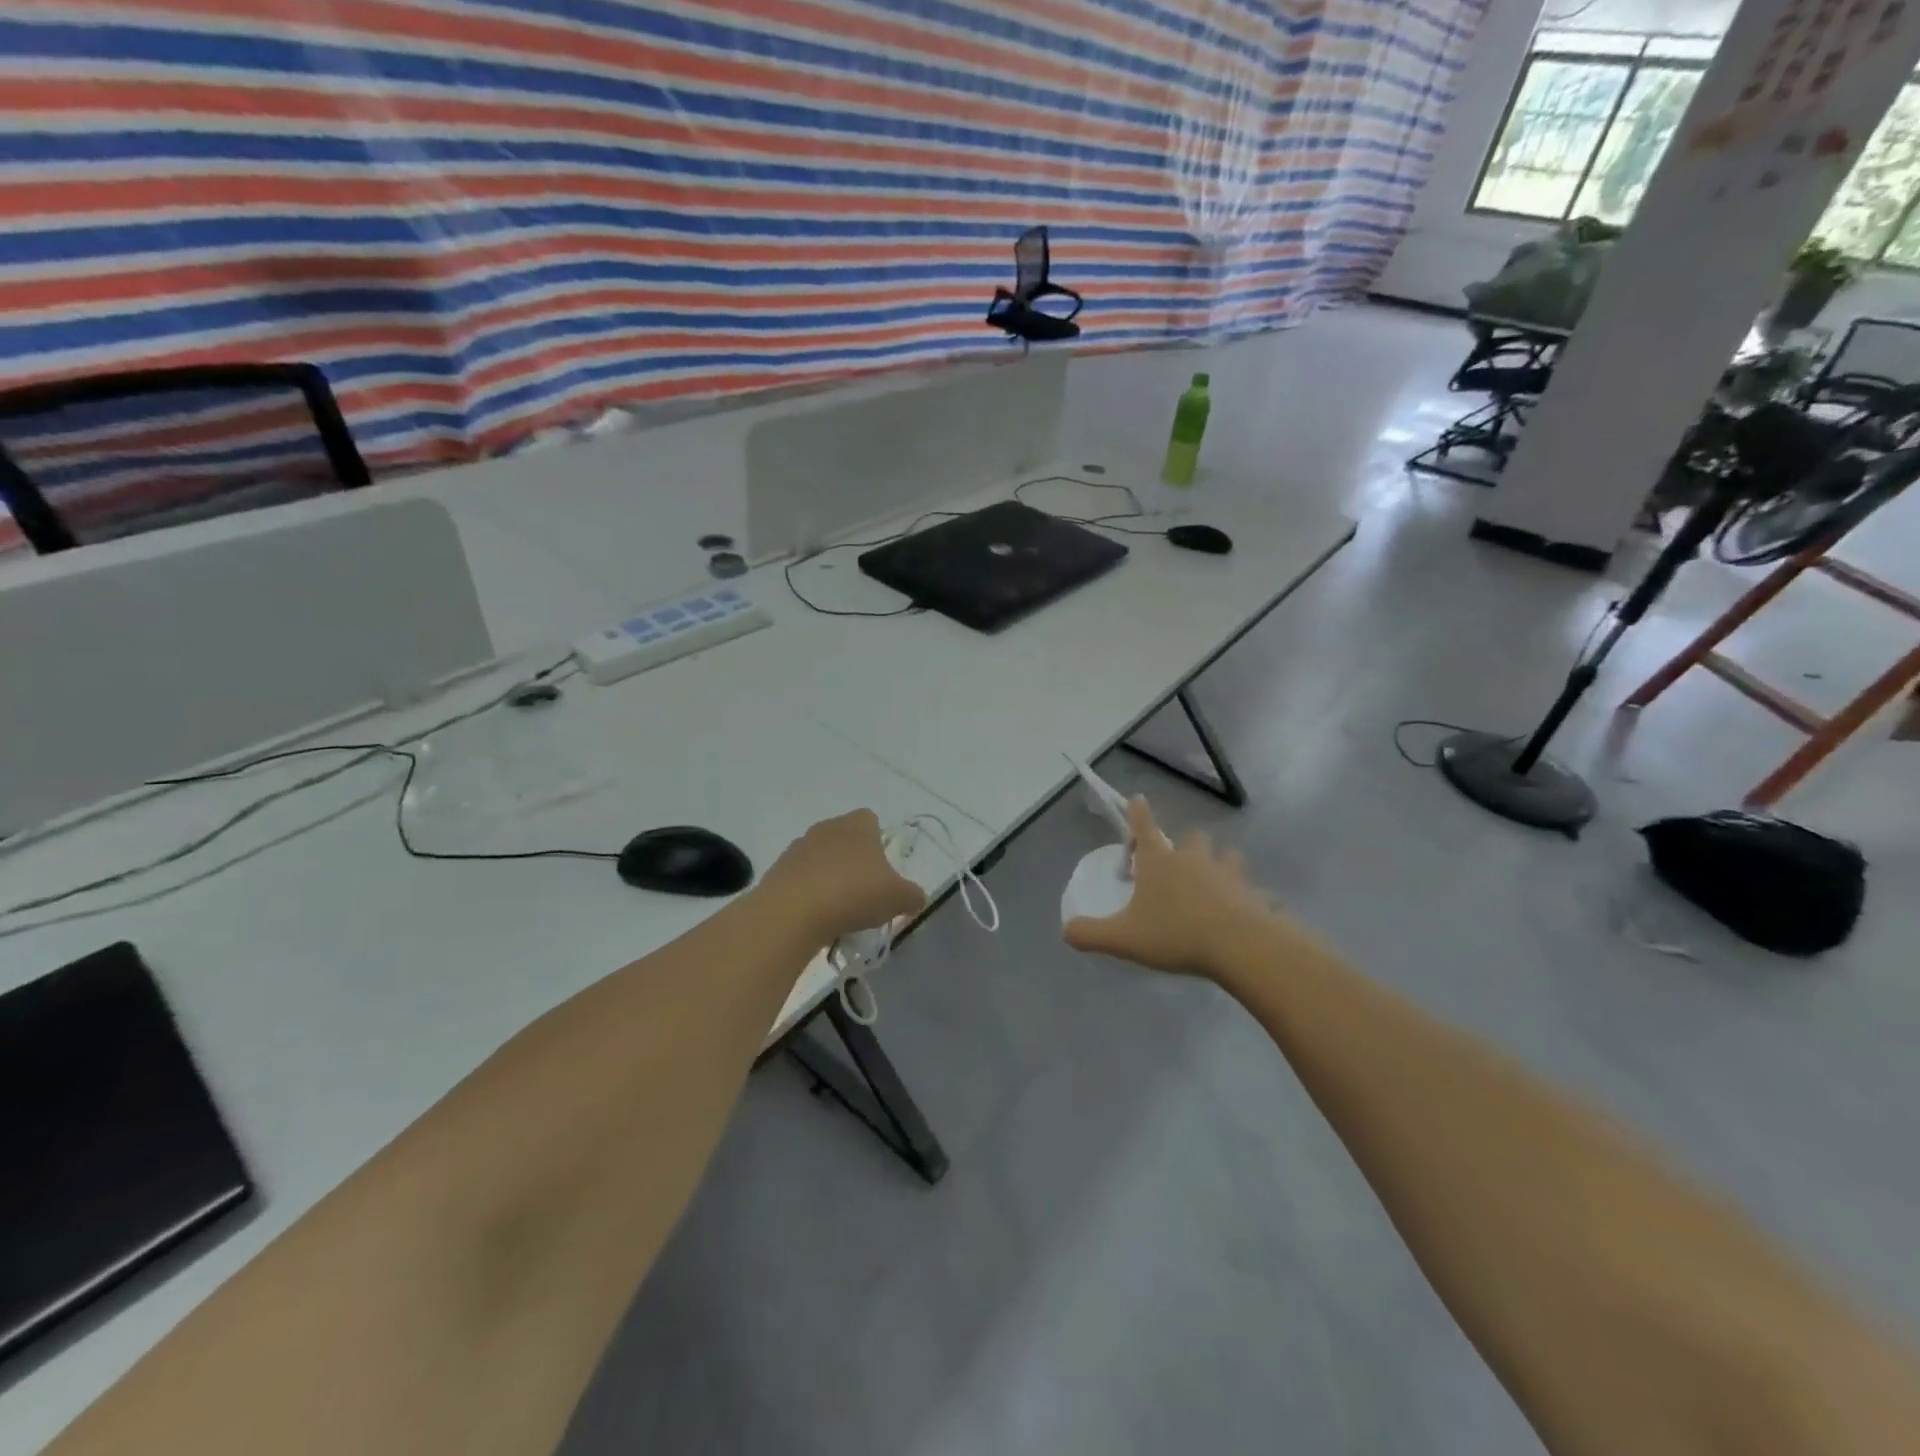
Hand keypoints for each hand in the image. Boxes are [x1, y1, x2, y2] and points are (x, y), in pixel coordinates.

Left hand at [761, 809, 926, 947]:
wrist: (792, 913)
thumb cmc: (853, 894)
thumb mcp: (898, 898)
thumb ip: (913, 896)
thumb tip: (916, 899)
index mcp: (858, 824)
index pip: (872, 821)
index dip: (880, 844)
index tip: (883, 873)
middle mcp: (827, 827)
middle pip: (846, 841)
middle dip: (855, 864)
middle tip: (865, 895)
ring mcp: (798, 848)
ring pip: (822, 861)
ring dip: (830, 880)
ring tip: (839, 913)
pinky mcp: (777, 871)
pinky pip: (801, 881)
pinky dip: (809, 895)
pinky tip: (815, 919)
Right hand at [1064, 797, 1275, 978]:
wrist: (1238, 946)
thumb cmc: (1175, 934)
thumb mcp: (1124, 938)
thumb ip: (1091, 934)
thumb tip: (1066, 931)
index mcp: (1160, 863)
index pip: (1144, 828)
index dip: (1138, 813)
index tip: (1137, 798)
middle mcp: (1195, 860)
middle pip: (1193, 838)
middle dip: (1186, 845)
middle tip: (1180, 864)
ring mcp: (1229, 875)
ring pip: (1228, 857)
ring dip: (1222, 864)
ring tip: (1217, 882)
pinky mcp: (1255, 895)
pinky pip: (1256, 893)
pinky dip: (1252, 899)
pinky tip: (1250, 912)